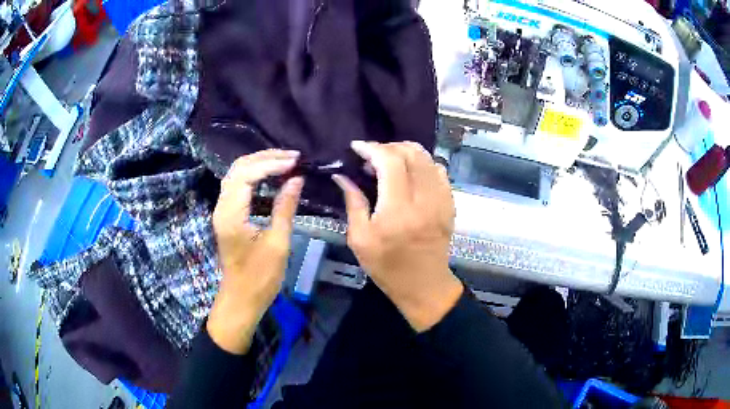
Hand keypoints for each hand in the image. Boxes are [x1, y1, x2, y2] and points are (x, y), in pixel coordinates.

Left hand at [208, 150, 303, 353]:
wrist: (241, 298)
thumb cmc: (260, 277)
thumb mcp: (278, 243)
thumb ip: (285, 208)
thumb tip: (296, 179)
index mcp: (231, 215)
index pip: (247, 175)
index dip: (271, 163)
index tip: (295, 162)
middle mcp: (222, 207)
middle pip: (238, 168)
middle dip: (265, 158)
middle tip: (292, 157)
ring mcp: (222, 210)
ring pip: (236, 174)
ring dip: (259, 163)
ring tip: (285, 161)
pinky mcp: (227, 215)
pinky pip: (238, 186)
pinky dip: (254, 175)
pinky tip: (272, 176)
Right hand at [333, 141, 462, 331]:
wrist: (423, 284)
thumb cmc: (387, 266)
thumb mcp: (360, 239)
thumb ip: (353, 202)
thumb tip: (342, 176)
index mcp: (398, 211)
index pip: (390, 162)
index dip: (372, 148)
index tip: (357, 147)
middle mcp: (424, 200)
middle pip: (412, 153)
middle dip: (388, 147)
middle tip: (371, 157)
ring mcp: (441, 200)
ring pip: (428, 158)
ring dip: (406, 153)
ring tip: (389, 162)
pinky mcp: (450, 203)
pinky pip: (439, 171)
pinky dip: (422, 164)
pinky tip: (410, 173)